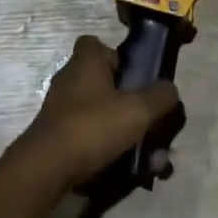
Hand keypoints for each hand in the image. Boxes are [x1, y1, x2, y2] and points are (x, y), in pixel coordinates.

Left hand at [15, 36, 180, 188]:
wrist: (47, 169)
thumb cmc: (93, 125)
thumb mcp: (137, 109)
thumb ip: (159, 97)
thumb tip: (170, 89)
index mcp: (86, 62)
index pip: (96, 44)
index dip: (116, 57)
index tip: (134, 76)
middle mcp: (70, 80)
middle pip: (104, 83)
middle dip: (129, 104)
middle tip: (149, 123)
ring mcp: (61, 110)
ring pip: (101, 116)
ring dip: (126, 134)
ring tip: (151, 160)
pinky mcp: (57, 138)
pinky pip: (90, 139)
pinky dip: (110, 151)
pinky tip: (131, 173)